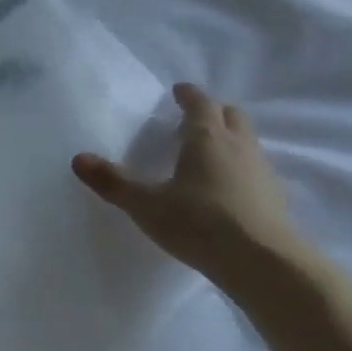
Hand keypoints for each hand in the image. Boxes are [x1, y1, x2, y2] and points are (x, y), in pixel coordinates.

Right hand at [72, 83, 306, 297]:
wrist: (259, 259)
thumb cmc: (197, 222)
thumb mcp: (145, 204)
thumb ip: (113, 182)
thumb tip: (79, 158)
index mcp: (207, 139)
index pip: (200, 105)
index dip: (188, 96)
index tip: (178, 90)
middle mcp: (238, 146)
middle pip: (231, 116)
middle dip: (213, 112)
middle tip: (194, 119)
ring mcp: (260, 169)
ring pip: (246, 140)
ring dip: (229, 138)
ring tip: (207, 153)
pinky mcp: (272, 195)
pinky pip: (253, 168)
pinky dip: (238, 166)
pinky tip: (224, 187)